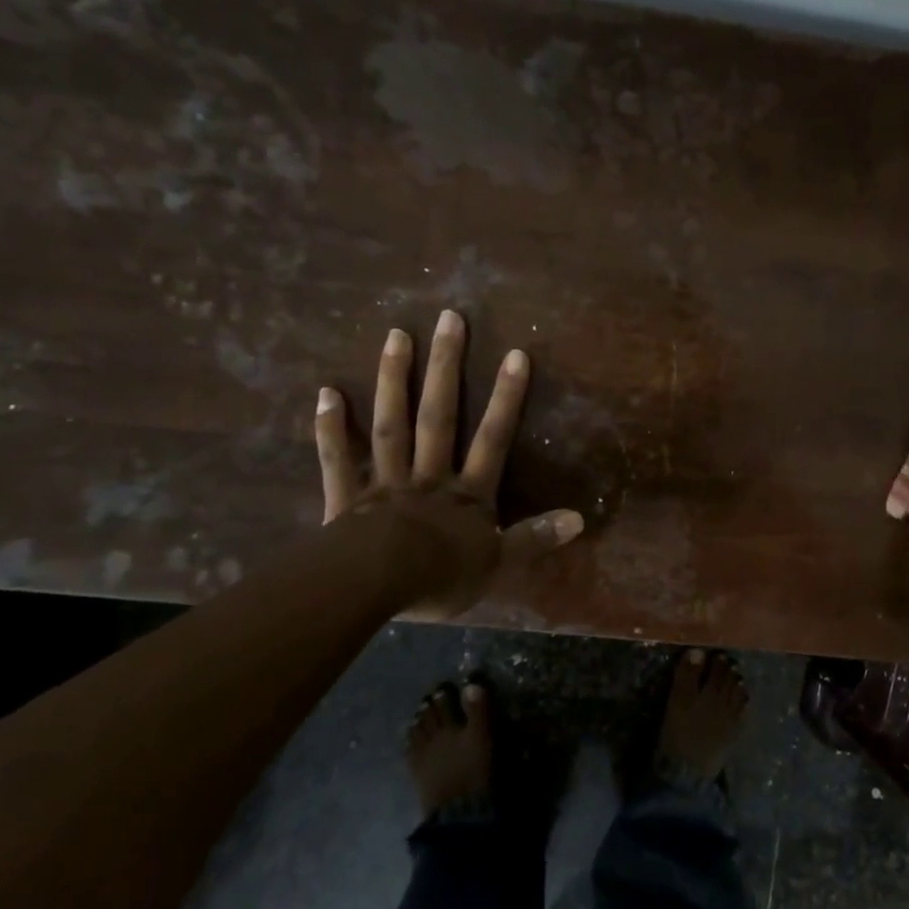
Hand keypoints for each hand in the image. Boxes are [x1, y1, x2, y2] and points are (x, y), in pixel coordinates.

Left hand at [314, 310, 582, 618]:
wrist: (376, 589)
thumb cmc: (441, 578)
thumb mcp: (499, 563)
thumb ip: (536, 538)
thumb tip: (581, 519)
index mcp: (467, 494)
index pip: (493, 438)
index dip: (506, 397)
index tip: (515, 354)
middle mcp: (429, 476)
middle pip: (439, 416)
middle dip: (446, 367)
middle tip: (449, 319)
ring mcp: (385, 483)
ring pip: (392, 425)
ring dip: (394, 380)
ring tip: (397, 335)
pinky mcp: (346, 499)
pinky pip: (339, 459)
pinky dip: (331, 426)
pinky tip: (327, 392)